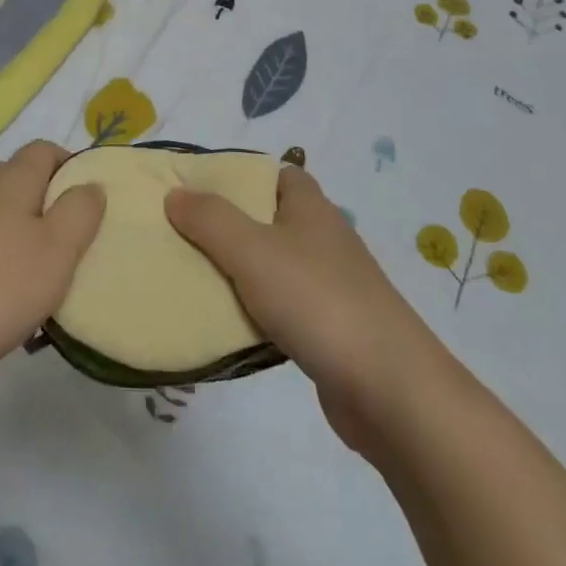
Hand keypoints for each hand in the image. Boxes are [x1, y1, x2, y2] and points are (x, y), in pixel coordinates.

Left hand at [0, 142, 104, 391]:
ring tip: (40, 277)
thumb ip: (80, 212)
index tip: (89, 205)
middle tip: (71, 245)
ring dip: (22, 234)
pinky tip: (2, 295)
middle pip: (21, 180)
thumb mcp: (57, 250)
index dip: (71, 167)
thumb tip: (90, 184)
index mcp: (12, 178)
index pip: (45, 150)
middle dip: (49, 204)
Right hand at [165, 166, 443, 451]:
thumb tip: (175, 194)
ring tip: (193, 276)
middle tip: (182, 234)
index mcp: (311, 208)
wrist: (390, 391)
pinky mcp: (331, 330)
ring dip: (238, 271)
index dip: (240, 176)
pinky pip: (282, 307)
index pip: (276, 174)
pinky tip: (229, 324)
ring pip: (273, 266)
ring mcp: (331, 286)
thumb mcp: (251, 250)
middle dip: (228, 225)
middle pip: (269, 219)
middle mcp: (324, 239)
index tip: (197, 190)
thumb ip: (210, 219)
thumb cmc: (317, 301)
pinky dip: (256, 311)